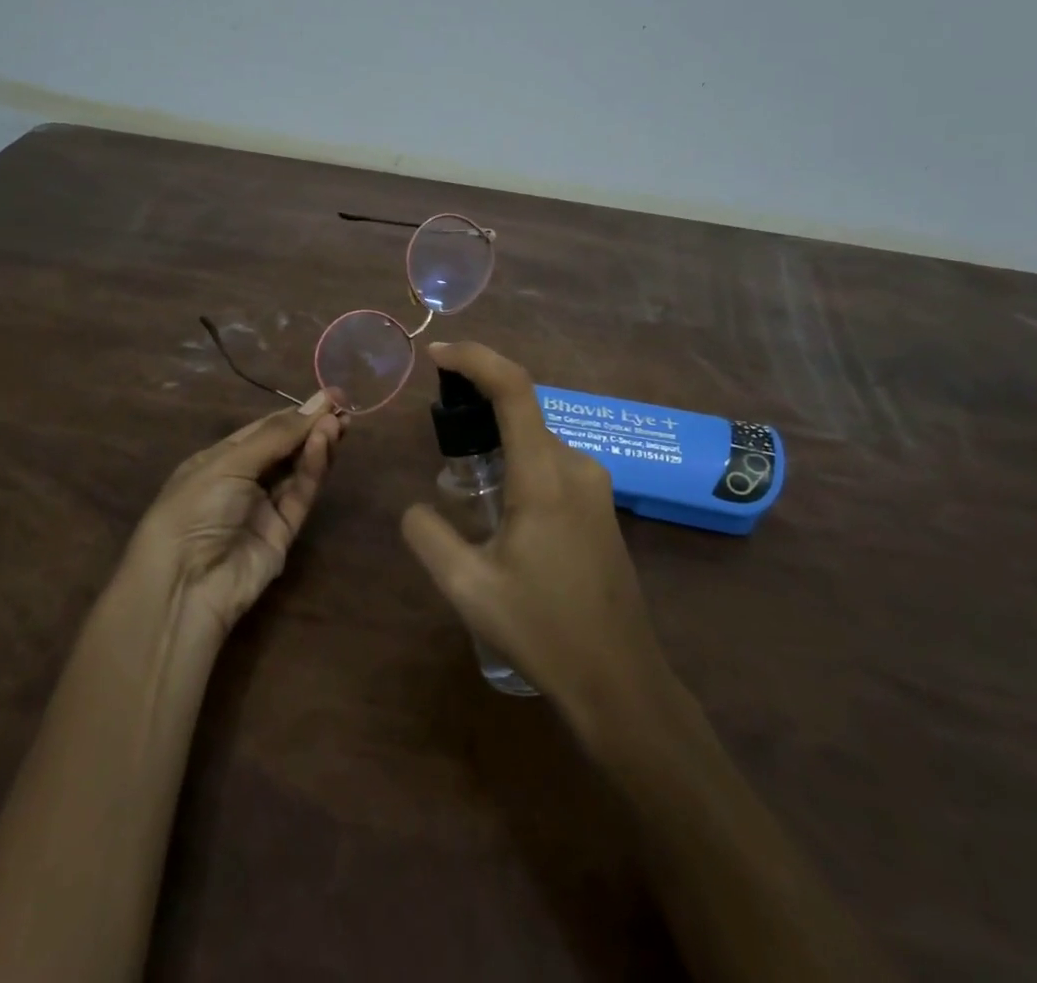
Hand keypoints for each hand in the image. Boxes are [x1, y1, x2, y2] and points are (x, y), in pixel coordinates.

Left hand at [128, 395, 344, 638]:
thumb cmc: (194, 508)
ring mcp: (264, 508)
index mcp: (220, 460)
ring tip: (339, 422)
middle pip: (285, 448)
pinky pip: (300, 494)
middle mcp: (243, 481)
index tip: (328, 395)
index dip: (294, 413)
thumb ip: (276, 436)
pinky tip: (324, 444)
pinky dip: (313, 469)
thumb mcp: (228, 463)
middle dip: (312, 426)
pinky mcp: (283, 533)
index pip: (263, 430)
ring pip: (297, 470)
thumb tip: (316, 405)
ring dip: (317, 444)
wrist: (185, 584)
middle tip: (343, 406)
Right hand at [401, 343, 674, 736]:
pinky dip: (518, 462)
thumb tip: (415, 508)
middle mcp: (575, 467)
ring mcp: (595, 487)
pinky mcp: (600, 507)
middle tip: (438, 438)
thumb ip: (428, 535)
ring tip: (464, 484)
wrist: (620, 682)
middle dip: (476, 406)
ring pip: (535, 440)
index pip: (513, 389)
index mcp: (545, 476)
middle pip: (521, 410)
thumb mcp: (467, 587)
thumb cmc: (543, 631)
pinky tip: (499, 510)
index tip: (436, 355)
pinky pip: (550, 463)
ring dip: (497, 441)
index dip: (474, 359)